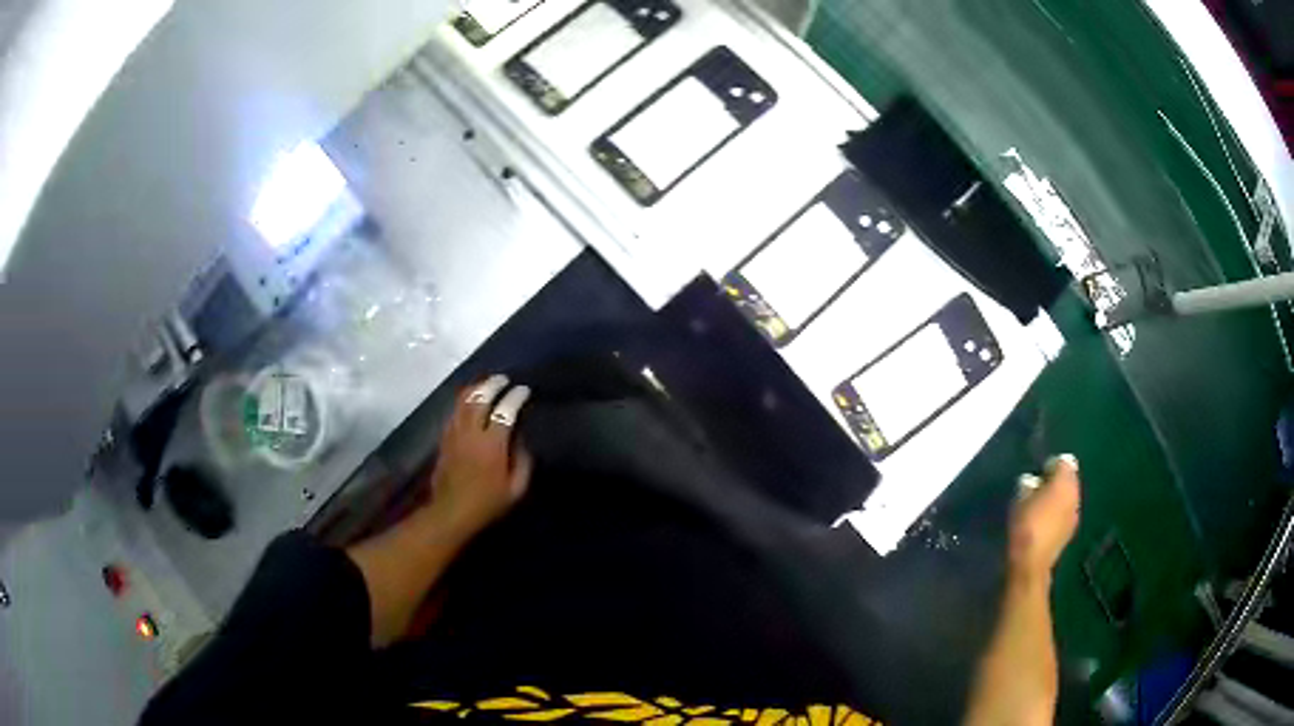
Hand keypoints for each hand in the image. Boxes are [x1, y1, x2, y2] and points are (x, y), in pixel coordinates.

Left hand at [426, 375, 533, 542]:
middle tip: (503, 379)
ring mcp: (454, 433)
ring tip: (485, 383)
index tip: (524, 390)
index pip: (506, 411)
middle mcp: (472, 433)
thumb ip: (523, 462)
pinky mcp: (444, 438)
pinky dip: (462, 401)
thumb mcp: (516, 489)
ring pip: (463, 401)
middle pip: (480, 398)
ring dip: (475, 388)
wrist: (451, 512)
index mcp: (492, 445)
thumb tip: (522, 440)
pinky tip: (468, 400)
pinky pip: (453, 412)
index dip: (516, 397)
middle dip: (492, 384)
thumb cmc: (487, 503)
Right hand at [1009, 455, 1081, 580]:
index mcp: (1064, 481)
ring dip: (1059, 498)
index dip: (1051, 465)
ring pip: (1069, 496)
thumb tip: (1032, 482)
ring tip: (1042, 507)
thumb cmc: (1025, 525)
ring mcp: (1075, 512)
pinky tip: (1047, 522)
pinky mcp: (1071, 530)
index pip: (1063, 461)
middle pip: (1069, 478)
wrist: (1031, 562)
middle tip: (1039, 489)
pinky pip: (1067, 512)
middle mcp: (1075, 493)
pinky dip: (1060, 513)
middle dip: (1057, 481)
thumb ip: (1029, 485)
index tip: (1038, 474)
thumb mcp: (1020, 499)